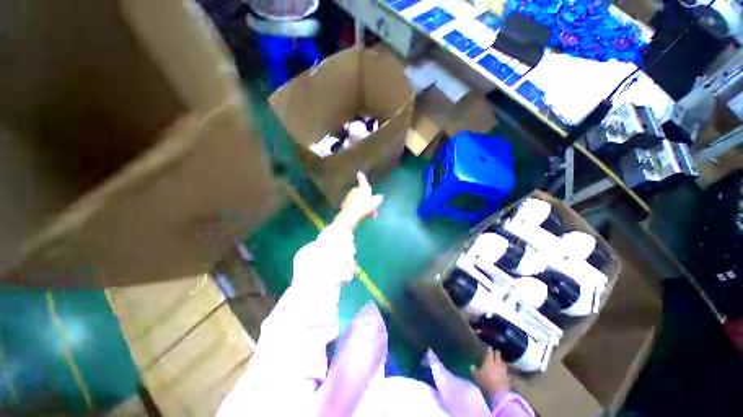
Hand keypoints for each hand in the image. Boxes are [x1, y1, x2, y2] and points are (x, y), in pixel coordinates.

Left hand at [333, 172, 383, 230]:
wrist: (351, 215)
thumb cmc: (365, 207)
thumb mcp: (375, 203)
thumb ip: (378, 199)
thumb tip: (380, 196)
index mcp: (363, 188)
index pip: (363, 181)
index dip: (362, 177)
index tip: (359, 172)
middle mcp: (355, 190)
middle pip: (361, 192)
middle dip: (365, 198)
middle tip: (371, 207)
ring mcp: (349, 197)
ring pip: (357, 199)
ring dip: (361, 204)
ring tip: (367, 213)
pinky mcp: (344, 204)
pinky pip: (352, 205)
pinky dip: (356, 208)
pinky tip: (360, 215)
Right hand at [471, 349, 510, 398]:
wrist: (500, 393)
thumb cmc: (487, 382)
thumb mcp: (477, 377)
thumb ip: (474, 370)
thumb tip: (472, 366)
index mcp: (489, 360)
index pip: (490, 351)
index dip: (489, 349)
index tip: (488, 347)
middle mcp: (497, 363)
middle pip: (498, 354)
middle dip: (496, 353)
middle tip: (493, 353)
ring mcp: (504, 369)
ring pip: (502, 362)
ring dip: (500, 361)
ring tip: (497, 362)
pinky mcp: (508, 376)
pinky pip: (505, 370)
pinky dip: (503, 370)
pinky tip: (502, 372)